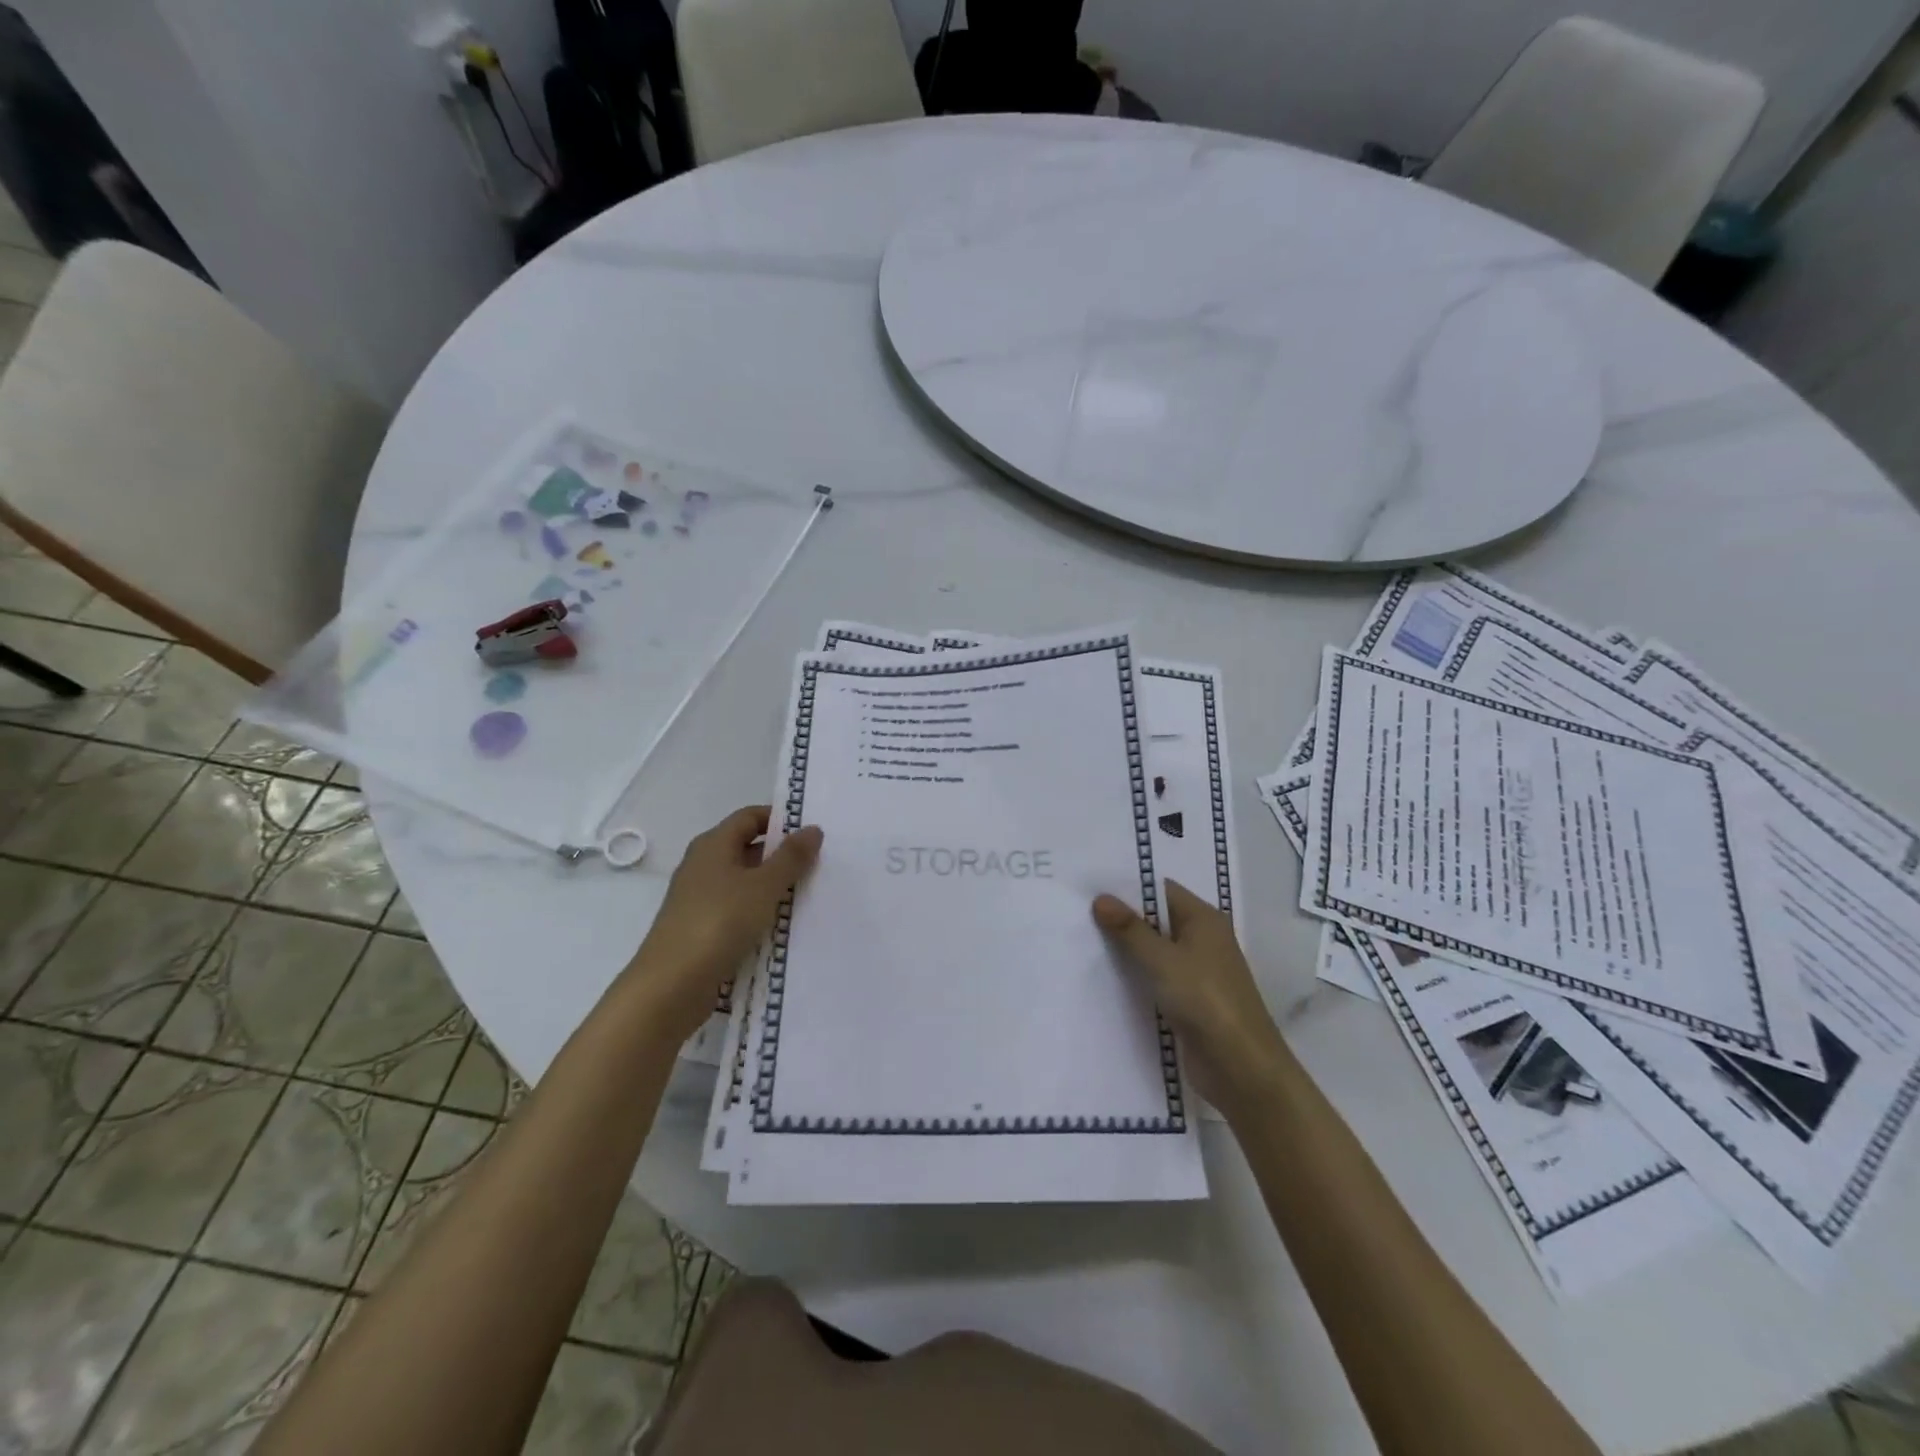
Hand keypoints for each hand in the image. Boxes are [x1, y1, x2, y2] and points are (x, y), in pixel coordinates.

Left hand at [625, 806, 822, 1041]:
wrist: (670, 986)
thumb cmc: (719, 923)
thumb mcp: (764, 886)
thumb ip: (791, 857)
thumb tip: (812, 828)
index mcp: (713, 844)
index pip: (749, 816)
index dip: (780, 820)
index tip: (811, 835)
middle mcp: (702, 865)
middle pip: (747, 848)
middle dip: (781, 856)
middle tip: (818, 866)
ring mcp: (698, 898)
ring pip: (743, 882)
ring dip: (772, 887)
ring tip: (806, 897)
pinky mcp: (700, 928)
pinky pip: (736, 910)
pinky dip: (758, 913)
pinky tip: (780, 927)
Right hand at [1093, 881, 1287, 1108]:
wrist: (1241, 1069)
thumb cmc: (1205, 1001)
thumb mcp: (1162, 960)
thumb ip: (1130, 929)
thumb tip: (1101, 898)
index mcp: (1204, 919)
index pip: (1162, 890)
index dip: (1128, 888)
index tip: (1090, 887)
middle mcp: (1203, 939)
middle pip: (1157, 919)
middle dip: (1122, 918)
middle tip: (1078, 913)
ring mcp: (1198, 972)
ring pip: (1156, 950)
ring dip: (1127, 949)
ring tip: (1082, 941)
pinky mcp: (1190, 1000)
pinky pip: (1157, 977)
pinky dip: (1136, 975)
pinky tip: (1105, 977)